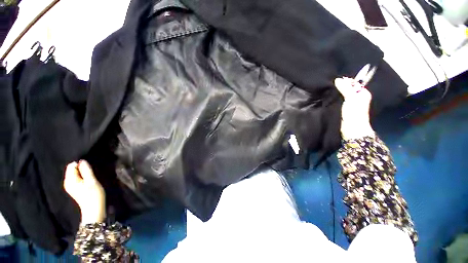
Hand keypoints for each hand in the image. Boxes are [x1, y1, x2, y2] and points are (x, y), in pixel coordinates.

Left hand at [64, 160, 105, 224]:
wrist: (94, 209)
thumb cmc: (93, 195)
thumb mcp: (92, 181)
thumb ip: (86, 170)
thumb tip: (82, 161)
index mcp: (70, 180)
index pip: (72, 165)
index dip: (81, 165)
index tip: (89, 169)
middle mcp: (67, 182)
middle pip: (73, 169)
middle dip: (82, 169)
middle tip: (91, 174)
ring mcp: (70, 186)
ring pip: (75, 174)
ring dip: (83, 174)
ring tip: (91, 178)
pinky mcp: (74, 189)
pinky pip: (77, 178)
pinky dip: (83, 178)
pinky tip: (89, 182)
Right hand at [334, 77, 373, 139]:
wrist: (351, 129)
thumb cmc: (354, 113)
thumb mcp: (351, 98)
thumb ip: (345, 88)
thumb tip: (337, 79)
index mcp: (362, 93)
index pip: (353, 82)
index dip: (345, 80)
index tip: (334, 80)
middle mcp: (357, 96)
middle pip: (347, 88)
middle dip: (339, 86)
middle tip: (329, 84)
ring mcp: (350, 103)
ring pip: (342, 94)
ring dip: (336, 92)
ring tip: (327, 90)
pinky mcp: (343, 108)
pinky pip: (338, 100)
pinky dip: (334, 98)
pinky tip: (328, 97)